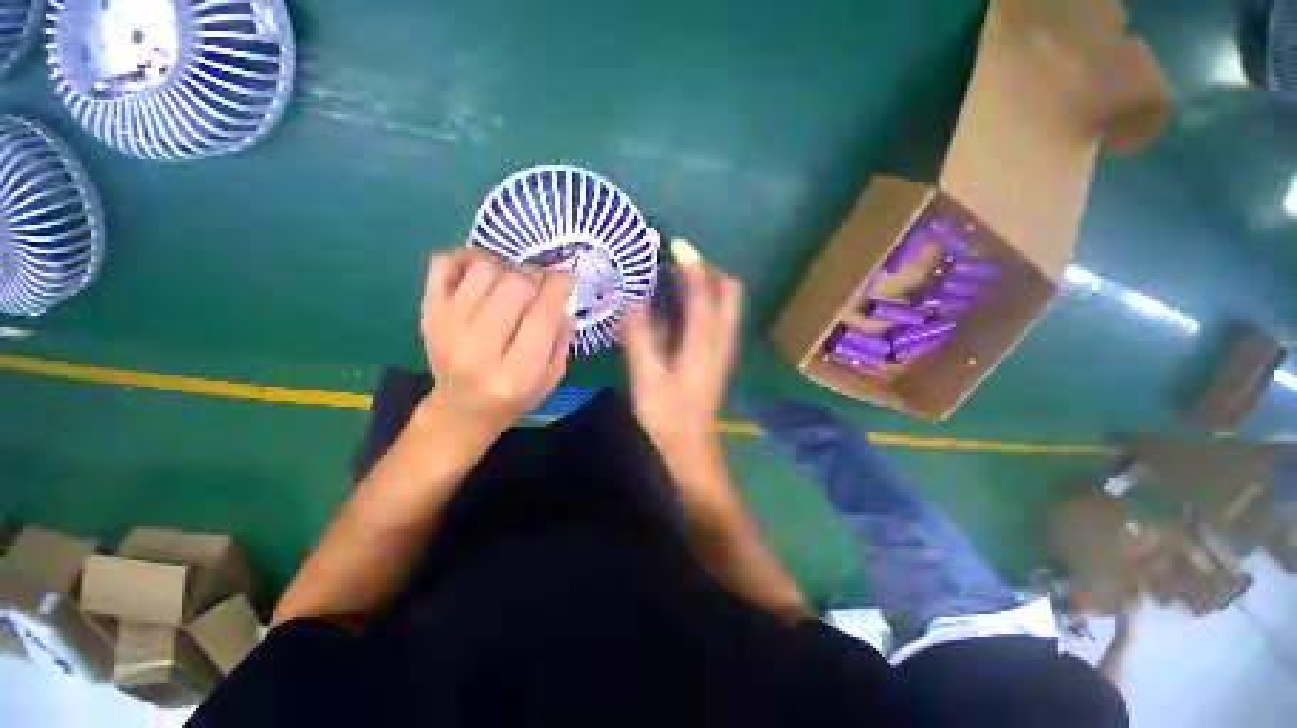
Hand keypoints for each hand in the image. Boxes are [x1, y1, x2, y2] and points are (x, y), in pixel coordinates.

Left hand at [420, 250, 574, 443]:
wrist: (462, 409)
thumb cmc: (515, 396)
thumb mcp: (552, 376)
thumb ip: (562, 336)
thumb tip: (563, 293)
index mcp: (515, 374)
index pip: (541, 315)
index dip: (559, 287)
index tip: (566, 278)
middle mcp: (477, 350)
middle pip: (514, 286)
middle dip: (537, 277)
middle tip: (541, 285)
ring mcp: (446, 328)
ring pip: (484, 270)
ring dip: (508, 269)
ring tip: (515, 283)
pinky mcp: (428, 313)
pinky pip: (444, 263)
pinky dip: (469, 257)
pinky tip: (485, 270)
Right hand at [623, 242, 742, 459]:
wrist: (691, 443)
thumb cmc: (667, 413)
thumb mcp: (646, 378)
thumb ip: (640, 339)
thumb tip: (633, 303)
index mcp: (703, 344)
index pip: (704, 293)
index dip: (692, 266)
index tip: (676, 246)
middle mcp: (721, 339)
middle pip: (729, 291)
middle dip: (708, 270)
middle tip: (679, 263)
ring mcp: (725, 346)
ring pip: (728, 302)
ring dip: (709, 283)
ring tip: (679, 276)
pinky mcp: (721, 353)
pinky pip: (721, 314)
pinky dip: (707, 299)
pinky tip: (682, 305)